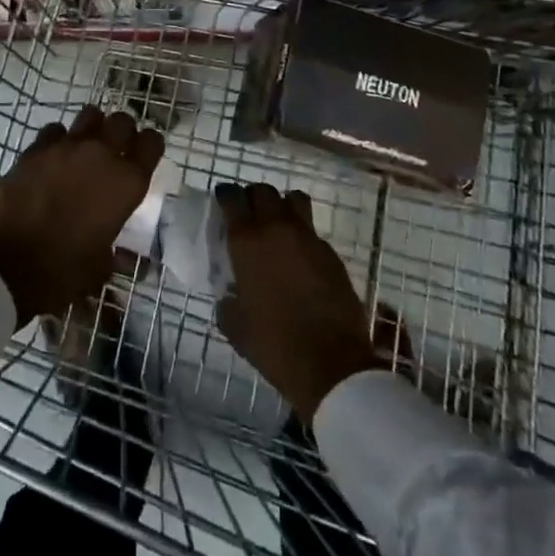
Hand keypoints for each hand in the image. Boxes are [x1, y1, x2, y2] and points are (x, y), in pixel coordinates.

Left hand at [0, 106, 163, 329]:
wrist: (5, 266)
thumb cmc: (61, 272)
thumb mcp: (99, 268)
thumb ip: (115, 252)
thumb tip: (125, 259)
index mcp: (126, 183)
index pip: (152, 143)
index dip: (149, 146)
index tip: (143, 156)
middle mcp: (102, 155)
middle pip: (123, 121)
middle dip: (122, 132)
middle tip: (115, 150)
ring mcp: (67, 147)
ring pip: (91, 114)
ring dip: (93, 128)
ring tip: (85, 147)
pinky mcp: (36, 148)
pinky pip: (55, 130)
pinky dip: (58, 140)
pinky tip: (53, 157)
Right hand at [215, 183, 379, 423]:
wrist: (330, 364)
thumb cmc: (274, 344)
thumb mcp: (235, 326)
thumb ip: (228, 300)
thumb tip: (230, 293)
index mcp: (247, 242)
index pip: (232, 198)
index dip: (226, 195)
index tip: (224, 200)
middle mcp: (276, 229)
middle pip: (263, 191)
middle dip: (253, 197)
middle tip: (250, 213)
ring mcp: (307, 237)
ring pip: (293, 199)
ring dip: (283, 205)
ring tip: (279, 224)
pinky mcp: (331, 252)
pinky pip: (312, 230)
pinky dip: (303, 235)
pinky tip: (301, 257)